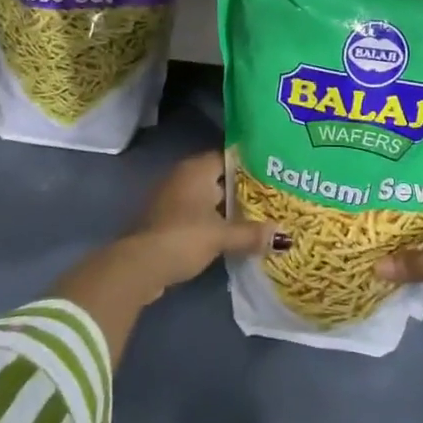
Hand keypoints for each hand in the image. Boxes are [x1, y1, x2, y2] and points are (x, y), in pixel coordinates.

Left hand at [52, 151, 285, 366]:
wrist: (138, 266)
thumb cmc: (183, 238)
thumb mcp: (222, 236)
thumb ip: (252, 233)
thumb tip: (283, 236)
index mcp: (196, 169)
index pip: (228, 156)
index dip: (251, 164)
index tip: (273, 173)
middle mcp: (183, 177)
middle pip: (219, 177)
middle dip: (242, 188)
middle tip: (272, 196)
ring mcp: (172, 198)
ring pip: (208, 197)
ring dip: (227, 208)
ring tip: (257, 216)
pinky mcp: (166, 220)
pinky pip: (197, 213)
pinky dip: (213, 221)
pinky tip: (231, 233)